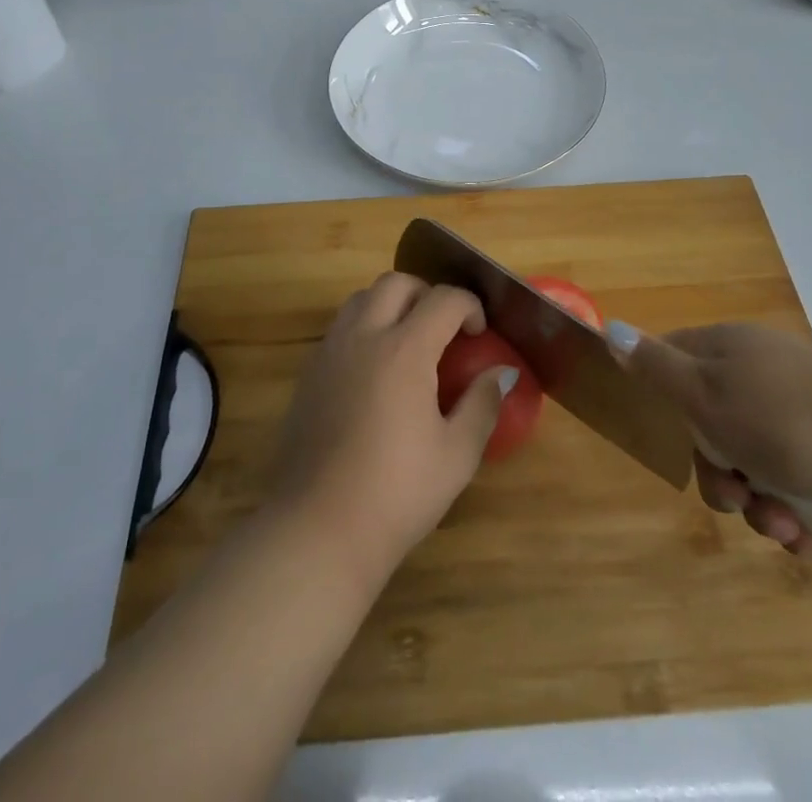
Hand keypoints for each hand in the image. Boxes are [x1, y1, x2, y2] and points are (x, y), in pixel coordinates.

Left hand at [269, 274, 515, 578]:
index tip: (479, 332)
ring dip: (391, 304)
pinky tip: (376, 370)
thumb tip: (502, 372)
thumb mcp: (456, 455)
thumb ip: (482, 404)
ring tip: (409, 341)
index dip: (469, 306)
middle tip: (444, 328)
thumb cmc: (396, 493)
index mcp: (404, 350)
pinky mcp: (308, 373)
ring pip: (361, 298)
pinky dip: (364, 327)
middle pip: (396, 283)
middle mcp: (364, 337)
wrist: (318, 529)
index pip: (443, 299)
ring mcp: (330, 352)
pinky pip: (340, 327)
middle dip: (427, 293)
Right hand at [611, 321, 811, 551]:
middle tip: (733, 493)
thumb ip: (656, 366)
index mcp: (732, 347)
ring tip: (783, 524)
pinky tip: (811, 535)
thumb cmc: (789, 424)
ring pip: (755, 466)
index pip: (675, 357)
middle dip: (716, 469)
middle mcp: (767, 376)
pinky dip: (797, 518)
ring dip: (757, 503)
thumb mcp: (707, 393)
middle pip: (712, 422)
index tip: (671, 435)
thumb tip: (611, 327)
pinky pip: (800, 492)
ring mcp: (808, 419)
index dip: (664, 398)